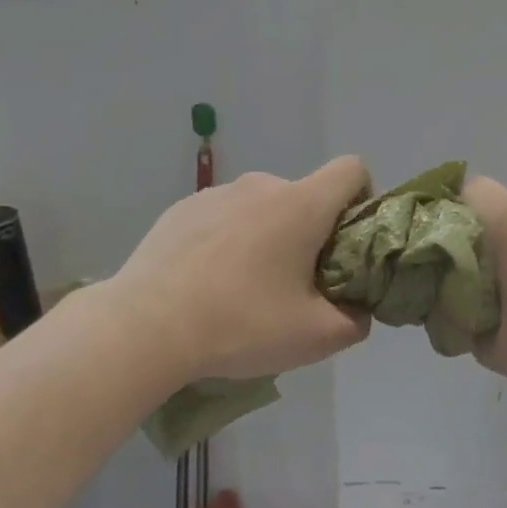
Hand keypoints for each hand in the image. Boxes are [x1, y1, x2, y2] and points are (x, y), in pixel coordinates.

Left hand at [109, 157, 372, 384]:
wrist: (144, 328)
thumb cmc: (241, 324)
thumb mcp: (315, 337)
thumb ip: (355, 320)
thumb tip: (358, 310)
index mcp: (301, 204)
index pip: (352, 170)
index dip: (362, 199)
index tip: (347, 243)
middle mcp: (261, 185)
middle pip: (306, 197)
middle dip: (312, 233)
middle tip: (296, 285)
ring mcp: (216, 194)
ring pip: (263, 208)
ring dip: (269, 236)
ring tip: (246, 289)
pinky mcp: (182, 210)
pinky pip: (224, 217)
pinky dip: (230, 240)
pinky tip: (208, 283)